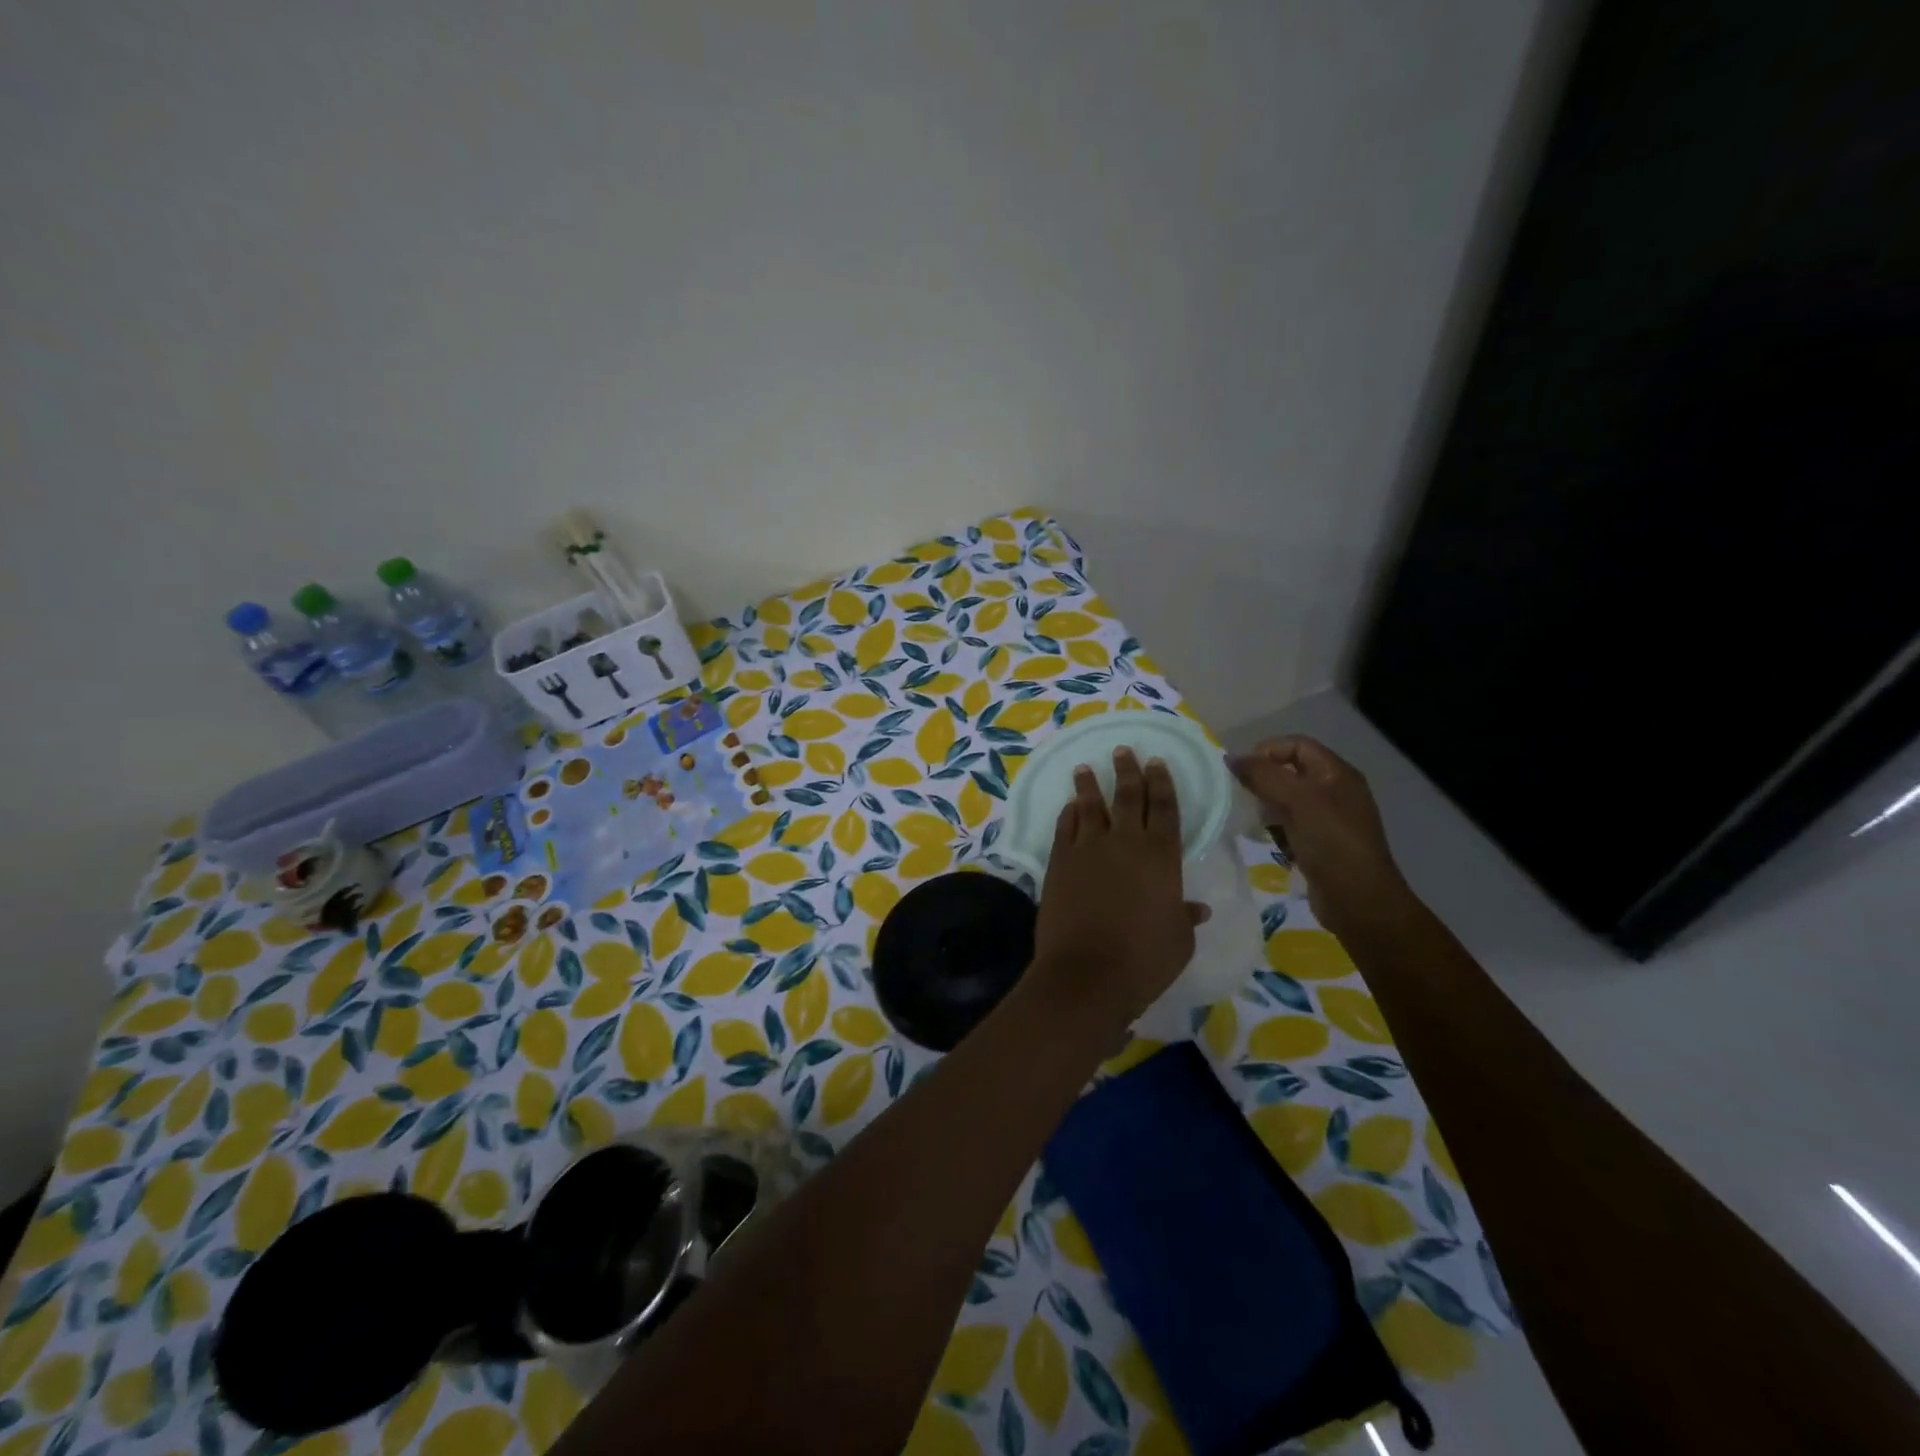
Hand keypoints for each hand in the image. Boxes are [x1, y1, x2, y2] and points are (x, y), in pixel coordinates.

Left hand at [1031, 748, 1208, 1029]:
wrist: (1087, 972)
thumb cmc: (1144, 959)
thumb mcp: (1177, 940)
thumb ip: (1184, 917)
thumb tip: (1196, 908)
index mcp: (1161, 855)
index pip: (1164, 808)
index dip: (1161, 783)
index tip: (1156, 762)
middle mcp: (1124, 842)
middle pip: (1127, 797)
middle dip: (1128, 771)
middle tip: (1124, 750)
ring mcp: (1087, 849)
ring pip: (1090, 806)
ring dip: (1089, 785)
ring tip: (1085, 768)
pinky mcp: (1059, 862)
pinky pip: (1065, 828)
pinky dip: (1068, 814)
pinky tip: (1069, 807)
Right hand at [1229, 735, 1410, 938]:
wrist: (1359, 901)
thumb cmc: (1331, 844)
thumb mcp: (1297, 802)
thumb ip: (1263, 776)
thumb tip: (1230, 758)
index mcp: (1337, 774)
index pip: (1297, 745)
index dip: (1268, 751)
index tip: (1242, 772)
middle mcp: (1335, 791)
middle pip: (1291, 772)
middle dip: (1264, 781)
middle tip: (1245, 798)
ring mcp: (1329, 819)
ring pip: (1288, 800)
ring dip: (1267, 808)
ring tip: (1256, 823)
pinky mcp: (1321, 844)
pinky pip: (1291, 826)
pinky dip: (1276, 830)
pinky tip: (1269, 843)